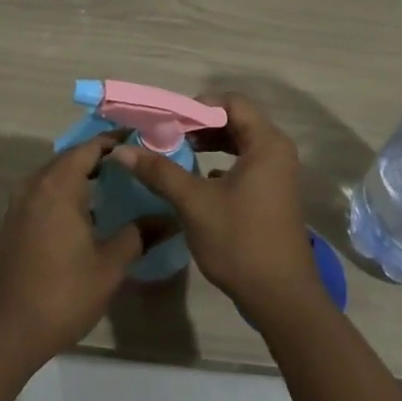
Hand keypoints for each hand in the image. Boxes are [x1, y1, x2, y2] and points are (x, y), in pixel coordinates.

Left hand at [0, 136, 142, 370]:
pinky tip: (86, 213)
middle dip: (100, 158)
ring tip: (114, 186)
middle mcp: (35, 185)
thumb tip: (168, 218)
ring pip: (54, 176)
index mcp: (58, 186)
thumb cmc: (62, 294)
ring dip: (81, 176)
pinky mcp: (12, 223)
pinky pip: (43, 193)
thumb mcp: (109, 265)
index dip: (115, 142)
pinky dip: (65, 193)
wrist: (7, 331)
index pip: (89, 148)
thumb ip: (138, 235)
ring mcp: (19, 204)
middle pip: (70, 158)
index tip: (141, 142)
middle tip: (133, 165)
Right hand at [113, 94, 325, 327]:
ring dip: (209, 143)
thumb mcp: (194, 203)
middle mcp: (277, 151)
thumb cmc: (240, 241)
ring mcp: (277, 174)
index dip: (198, 106)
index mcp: (266, 143)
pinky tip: (197, 176)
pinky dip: (221, 162)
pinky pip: (245, 163)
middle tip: (167, 133)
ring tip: (178, 150)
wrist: (280, 298)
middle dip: (200, 124)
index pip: (232, 102)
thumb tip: (121, 150)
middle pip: (236, 120)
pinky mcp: (273, 193)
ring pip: (240, 142)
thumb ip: (160, 171)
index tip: (168, 120)